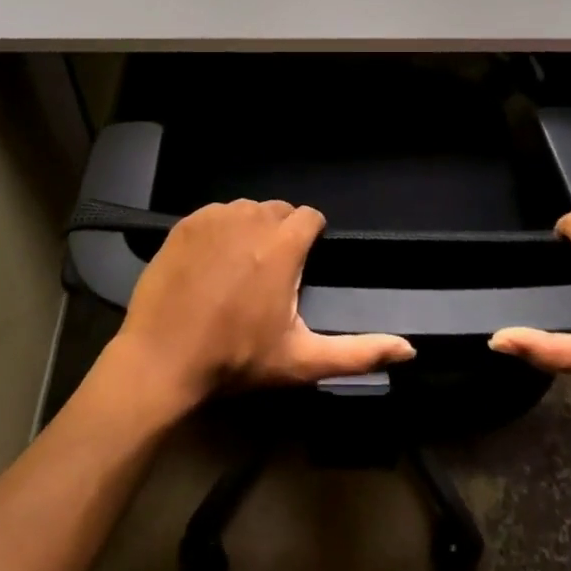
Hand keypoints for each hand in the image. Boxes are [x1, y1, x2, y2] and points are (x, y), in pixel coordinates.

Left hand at [113, 199, 415, 407]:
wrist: (161, 361)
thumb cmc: (235, 360)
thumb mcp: (301, 360)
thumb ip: (358, 352)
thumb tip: (410, 350)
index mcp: (283, 245)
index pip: (310, 217)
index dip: (311, 236)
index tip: (302, 263)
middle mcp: (251, 219)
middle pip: (279, 210)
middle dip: (282, 233)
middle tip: (271, 273)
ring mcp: (214, 217)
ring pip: (246, 209)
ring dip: (251, 229)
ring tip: (241, 267)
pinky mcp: (185, 223)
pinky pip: (215, 214)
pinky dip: (220, 230)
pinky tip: (211, 263)